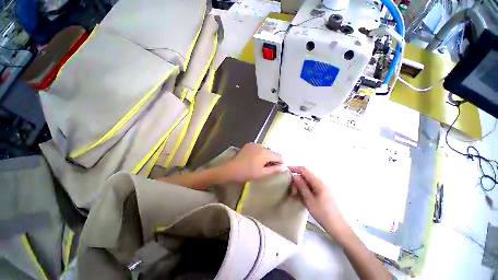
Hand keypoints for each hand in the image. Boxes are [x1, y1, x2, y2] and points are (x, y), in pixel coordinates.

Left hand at [223, 143, 286, 182]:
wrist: (231, 168)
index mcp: (266, 153)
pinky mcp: (249, 144)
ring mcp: (255, 144)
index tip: (280, 168)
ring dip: (267, 155)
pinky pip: (259, 148)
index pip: (279, 156)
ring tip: (262, 164)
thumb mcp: (262, 173)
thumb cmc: (247, 172)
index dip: (281, 162)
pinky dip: (260, 152)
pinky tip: (255, 159)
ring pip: (266, 149)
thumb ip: (274, 169)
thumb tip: (285, 167)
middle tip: (270, 168)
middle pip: (272, 152)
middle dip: (273, 159)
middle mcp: (261, 146)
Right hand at [289, 166, 349, 238]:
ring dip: (301, 184)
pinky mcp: (323, 192)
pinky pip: (312, 186)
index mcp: (319, 183)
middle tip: (291, 188)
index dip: (295, 168)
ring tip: (295, 193)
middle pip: (307, 175)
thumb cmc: (323, 213)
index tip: (287, 169)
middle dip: (297, 179)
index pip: (305, 170)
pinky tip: (302, 195)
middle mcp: (321, 182)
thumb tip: (295, 176)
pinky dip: (305, 188)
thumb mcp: (309, 200)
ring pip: (309, 181)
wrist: (337, 226)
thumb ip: (302, 187)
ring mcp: (323, 187)